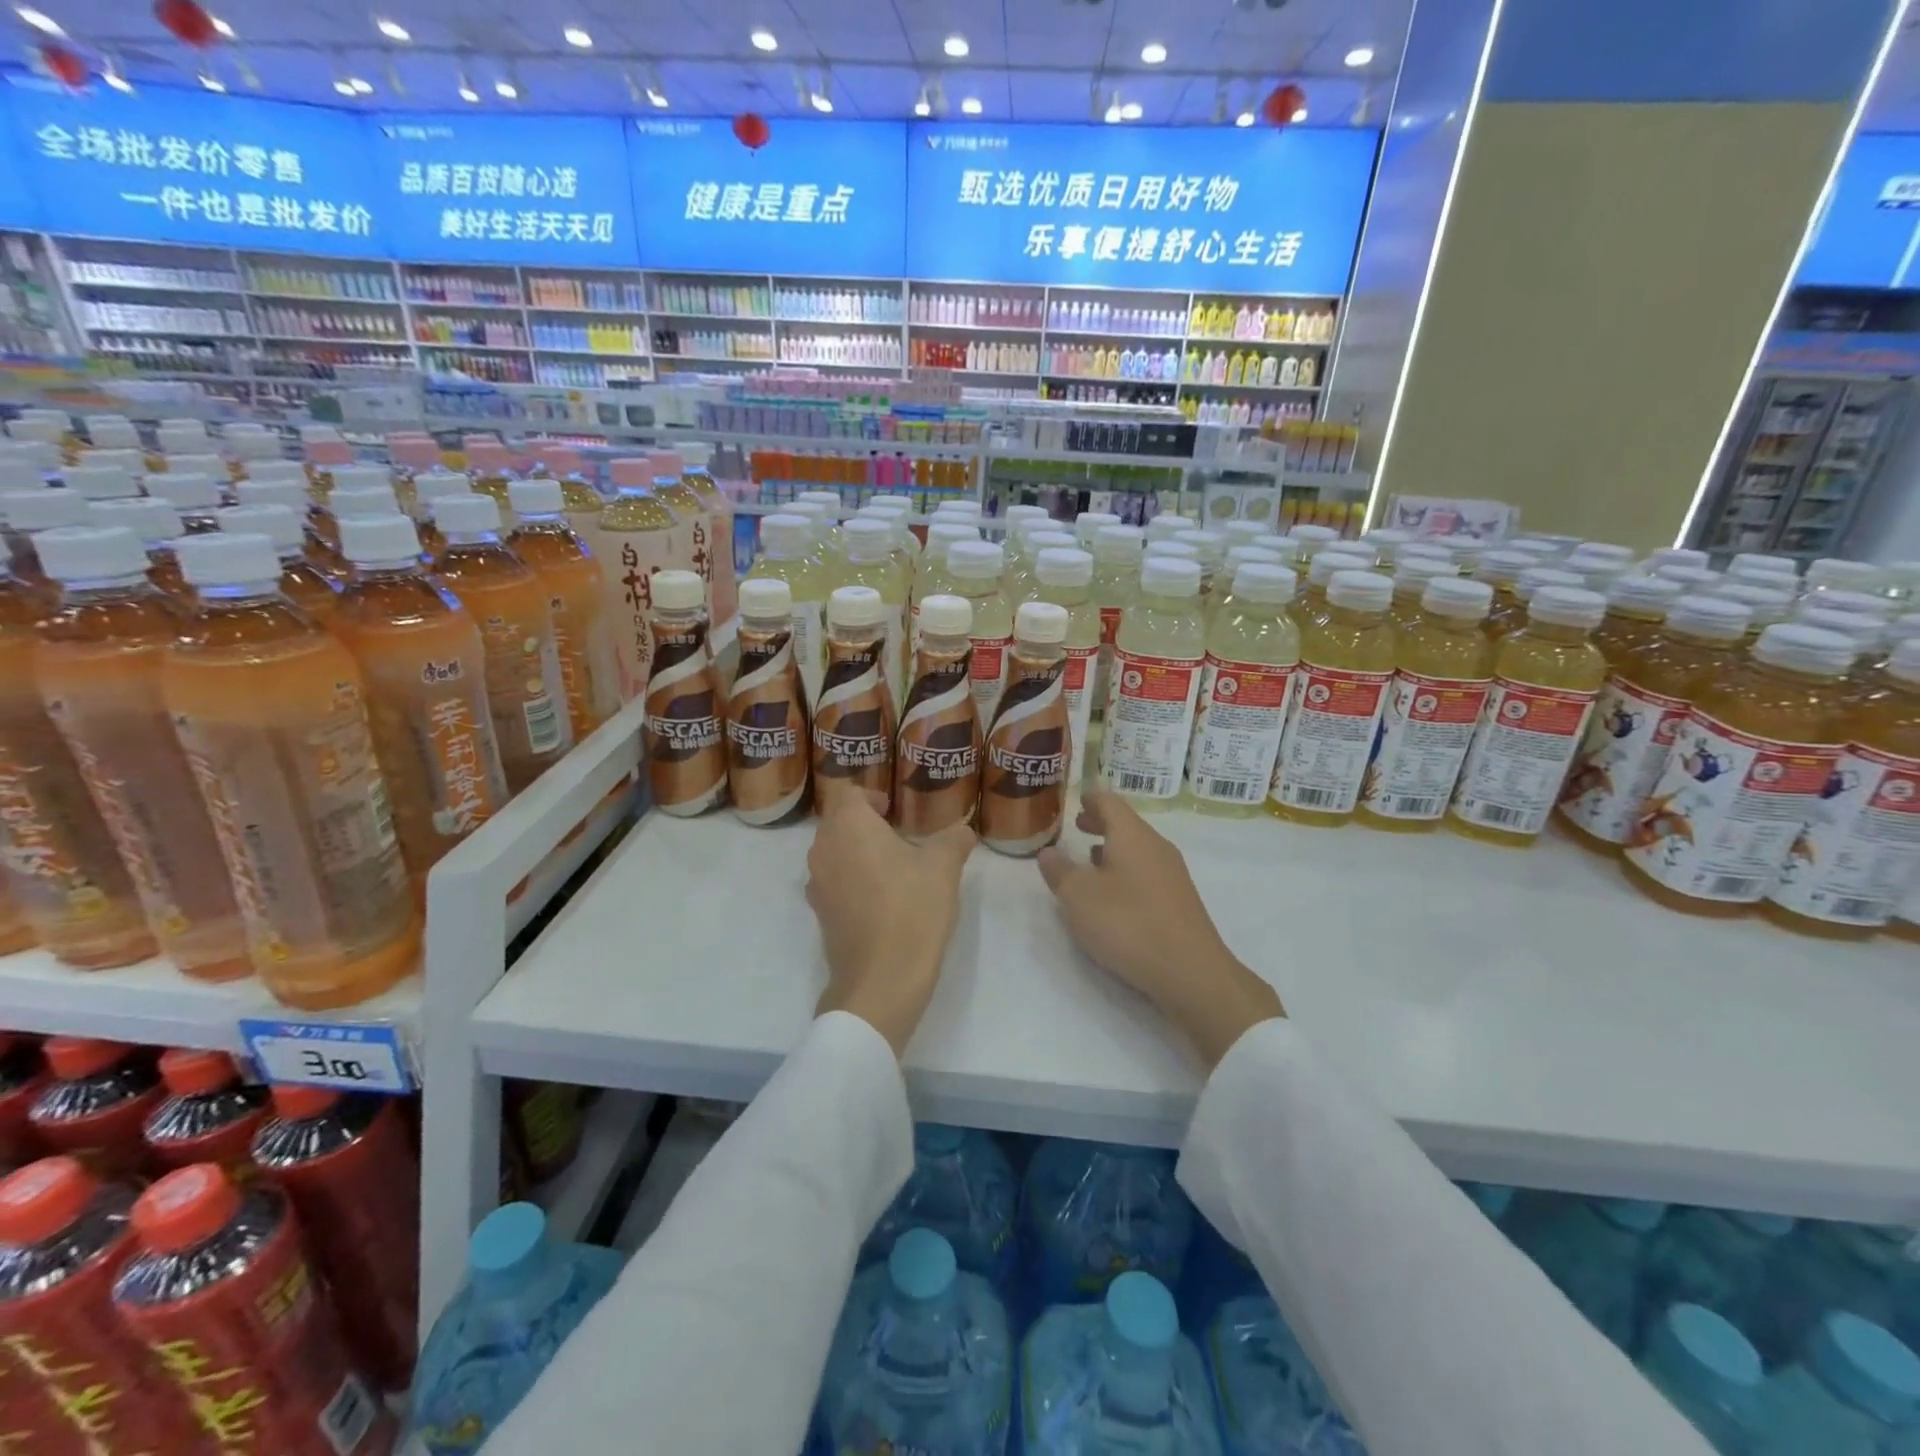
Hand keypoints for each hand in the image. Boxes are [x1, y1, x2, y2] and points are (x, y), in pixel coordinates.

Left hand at [807, 784, 976, 1057]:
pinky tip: (882, 900)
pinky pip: (833, 882)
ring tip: (894, 869)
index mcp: (849, 826)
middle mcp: (823, 848)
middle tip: (900, 837)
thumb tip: (963, 829)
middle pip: (838, 822)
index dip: (872, 796)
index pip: (850, 793)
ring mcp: (817, 883)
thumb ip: (954, 839)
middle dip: (865, 824)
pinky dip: (852, 881)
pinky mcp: (819, 914)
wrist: (881, 980)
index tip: (895, 811)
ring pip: (834, 852)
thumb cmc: (912, 909)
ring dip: (857, 853)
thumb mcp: (944, 867)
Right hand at [1038, 789, 1282, 1068]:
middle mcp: (1156, 847)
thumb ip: (1059, 871)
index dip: (1090, 797)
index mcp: (1132, 836)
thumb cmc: (1128, 923)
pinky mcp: (1178, 900)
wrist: (1190, 972)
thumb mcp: (1079, 897)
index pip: (1109, 802)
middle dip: (1101, 822)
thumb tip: (1047, 852)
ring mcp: (1172, 874)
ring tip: (1090, 857)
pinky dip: (1126, 869)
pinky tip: (1114, 892)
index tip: (1077, 797)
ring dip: (1113, 848)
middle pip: (1126, 824)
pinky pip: (1147, 871)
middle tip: (1078, 824)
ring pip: (1138, 848)